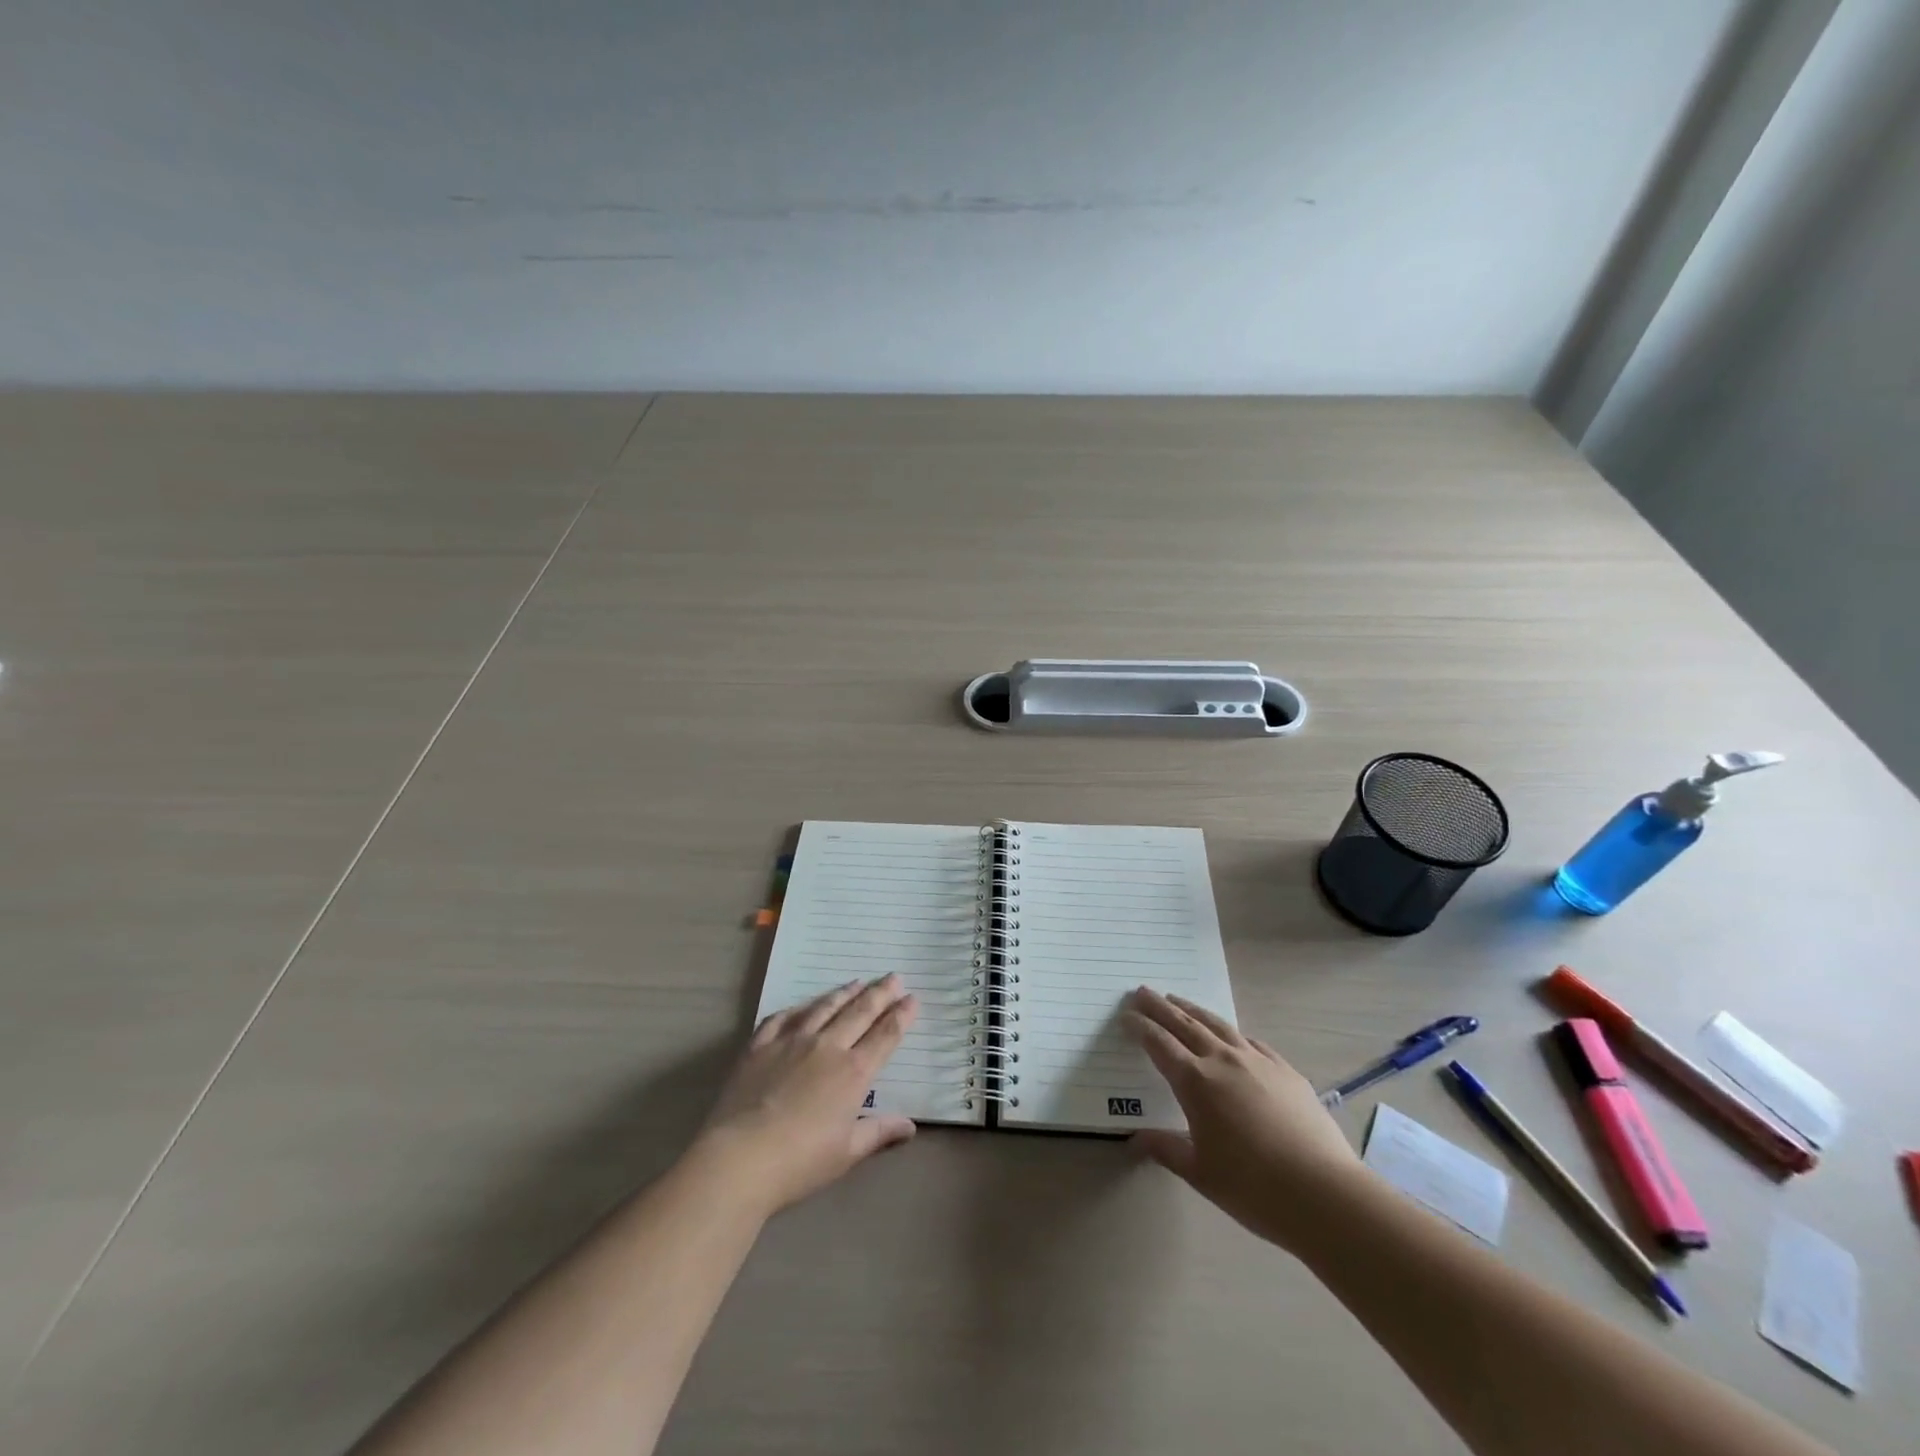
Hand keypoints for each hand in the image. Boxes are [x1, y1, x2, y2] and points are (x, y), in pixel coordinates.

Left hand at [692, 975, 918, 1216]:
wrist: (740, 1157)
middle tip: (893, 977)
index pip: (884, 1036)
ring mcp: (791, 1041)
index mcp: (853, 1072)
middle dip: (879, 994)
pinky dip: (798, 1008)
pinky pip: (782, 1018)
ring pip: (824, 1008)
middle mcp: (827, 1047)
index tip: (912, 998)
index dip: (900, 1016)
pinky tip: (804, 1005)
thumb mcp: (847, 1153)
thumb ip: (879, 1133)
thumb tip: (910, 1126)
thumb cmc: (800, 1161)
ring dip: (844, 993)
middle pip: (859, 1013)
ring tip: (857, 982)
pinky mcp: (760, 1046)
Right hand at [1124, 986, 1364, 1250]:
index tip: (1126, 1015)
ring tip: (1178, 1000)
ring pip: (1218, 1025)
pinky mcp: (1285, 1070)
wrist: (1323, 1193)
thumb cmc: (1253, 1188)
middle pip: (1184, 1024)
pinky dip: (1231, 1032)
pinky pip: (1251, 1041)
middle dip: (1161, 1006)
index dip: (1140, 1027)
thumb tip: (1137, 1139)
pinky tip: (1231, 1036)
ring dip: (1193, 1010)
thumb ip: (1166, 1149)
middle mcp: (1222, 1061)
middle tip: (1143, 991)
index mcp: (1195, 1082)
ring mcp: (1257, 1061)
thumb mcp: (1200, 1173)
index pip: (1159, 1044)